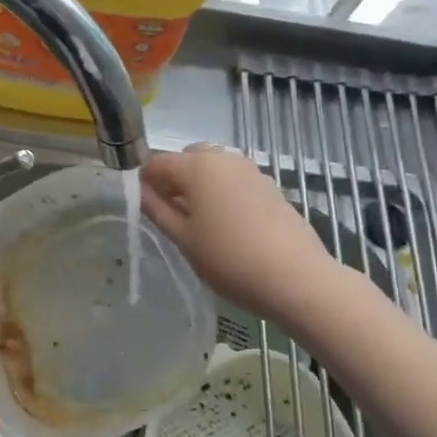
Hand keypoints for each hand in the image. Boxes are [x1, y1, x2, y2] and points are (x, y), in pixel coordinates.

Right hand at [140, 144, 338, 324]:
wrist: (296, 278)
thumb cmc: (229, 259)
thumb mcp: (183, 239)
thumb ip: (157, 210)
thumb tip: (140, 191)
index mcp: (197, 166)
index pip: (157, 162)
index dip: (144, 182)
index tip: (142, 207)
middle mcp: (224, 158)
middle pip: (187, 158)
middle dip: (173, 179)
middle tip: (170, 215)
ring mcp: (251, 170)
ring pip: (213, 168)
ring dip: (199, 185)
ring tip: (199, 223)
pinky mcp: (270, 186)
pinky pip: (234, 180)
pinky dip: (222, 193)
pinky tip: (227, 226)